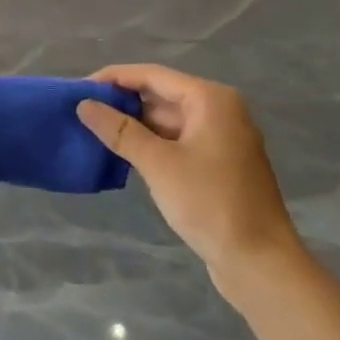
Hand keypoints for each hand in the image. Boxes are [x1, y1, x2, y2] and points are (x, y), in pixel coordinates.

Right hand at [77, 65, 305, 305]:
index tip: (79, 88)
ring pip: (167, 121)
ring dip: (134, 126)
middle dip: (122, 103)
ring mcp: (220, 139)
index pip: (152, 75)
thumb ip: (120, 130)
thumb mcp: (159, 164)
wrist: (261, 264)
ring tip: (93, 131)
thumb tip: (84, 105)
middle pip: (161, 95)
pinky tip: (122, 155)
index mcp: (210, 100)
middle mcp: (219, 111)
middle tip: (81, 112)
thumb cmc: (210, 204)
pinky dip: (150, 144)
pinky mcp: (218, 165)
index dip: (114, 78)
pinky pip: (176, 142)